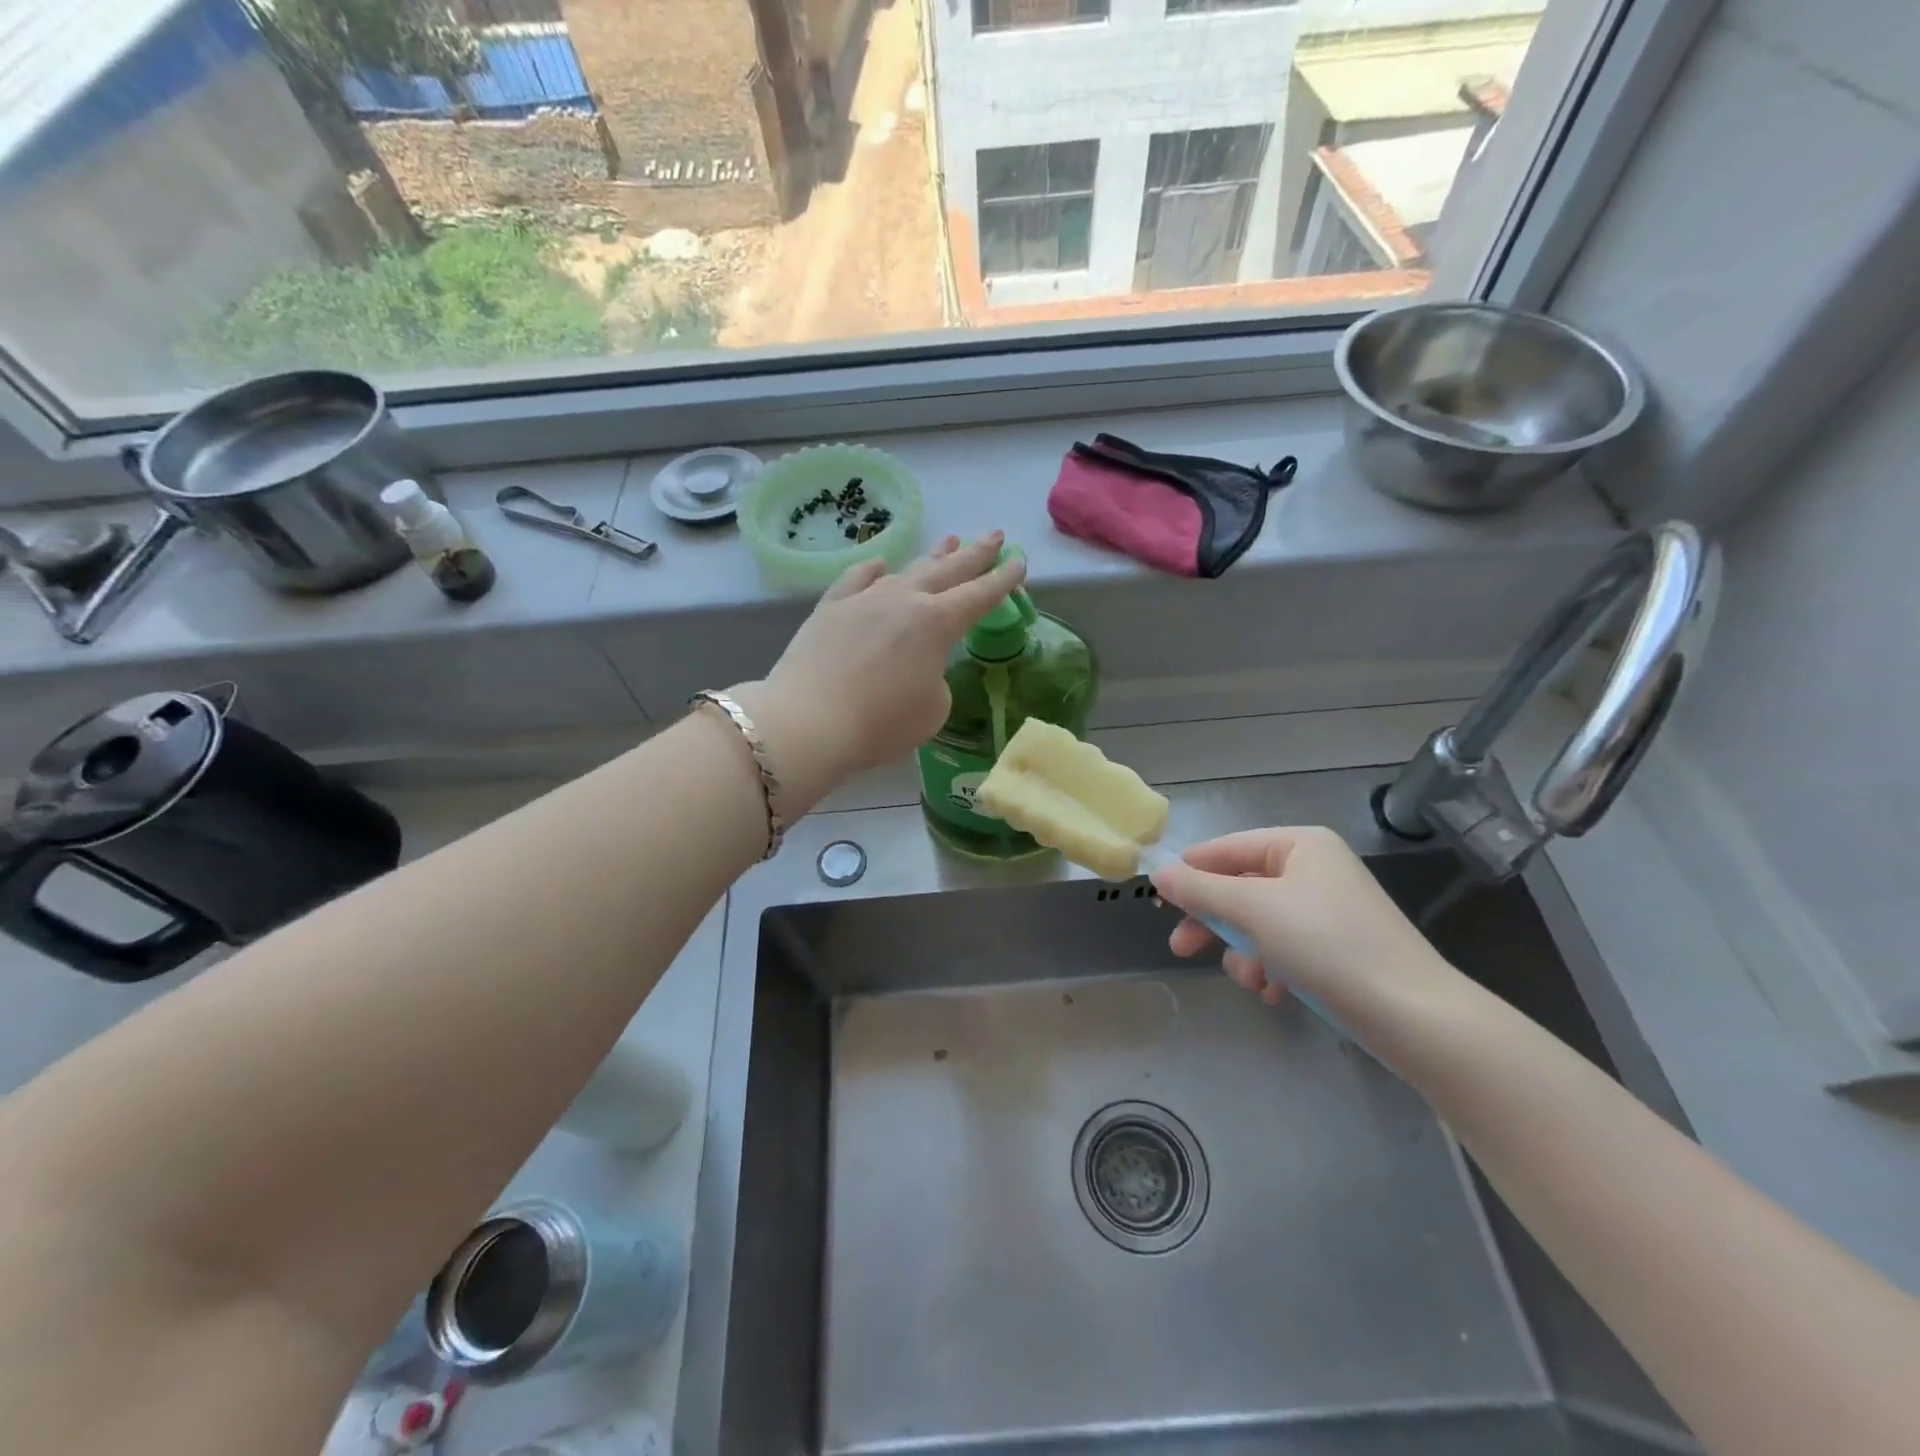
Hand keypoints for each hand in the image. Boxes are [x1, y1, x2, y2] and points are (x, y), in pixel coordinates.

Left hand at [734, 534, 1025, 811]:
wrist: (808, 722)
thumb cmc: (880, 724)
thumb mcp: (932, 710)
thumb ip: (936, 679)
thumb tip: (919, 665)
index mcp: (937, 624)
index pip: (980, 595)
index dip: (1003, 580)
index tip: (1019, 561)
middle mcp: (904, 600)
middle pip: (948, 570)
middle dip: (975, 553)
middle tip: (995, 535)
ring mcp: (864, 600)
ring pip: (906, 570)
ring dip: (931, 557)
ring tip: (949, 541)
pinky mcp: (830, 608)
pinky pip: (857, 580)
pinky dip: (873, 571)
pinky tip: (880, 564)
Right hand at [1151, 827, 1458, 1015]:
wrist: (1412, 1015)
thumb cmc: (1326, 944)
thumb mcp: (1253, 910)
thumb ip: (1201, 889)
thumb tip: (1159, 873)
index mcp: (1300, 845)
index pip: (1228, 847)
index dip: (1192, 871)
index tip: (1159, 899)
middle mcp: (1314, 870)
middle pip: (1241, 888)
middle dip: (1214, 922)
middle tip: (1181, 948)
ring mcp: (1328, 911)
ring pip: (1259, 924)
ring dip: (1245, 953)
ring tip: (1252, 981)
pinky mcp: (1338, 949)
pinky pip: (1285, 949)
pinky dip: (1272, 969)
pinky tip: (1275, 994)